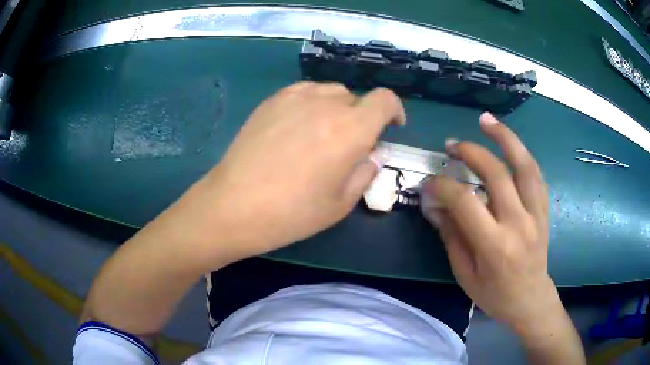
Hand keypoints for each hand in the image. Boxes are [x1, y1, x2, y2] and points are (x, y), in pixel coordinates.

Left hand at [191, 82, 404, 263]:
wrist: (234, 205)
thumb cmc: (292, 213)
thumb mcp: (341, 203)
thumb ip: (366, 172)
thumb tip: (373, 153)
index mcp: (350, 129)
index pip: (385, 100)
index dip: (393, 110)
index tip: (391, 126)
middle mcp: (326, 104)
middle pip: (356, 98)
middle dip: (361, 118)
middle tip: (348, 144)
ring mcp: (295, 98)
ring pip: (330, 92)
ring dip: (336, 109)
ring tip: (322, 134)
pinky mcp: (272, 100)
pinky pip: (304, 92)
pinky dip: (312, 104)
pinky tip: (297, 128)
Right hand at [420, 113, 555, 328]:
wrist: (530, 299)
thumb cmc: (494, 294)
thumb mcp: (464, 273)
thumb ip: (450, 235)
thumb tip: (433, 204)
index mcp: (494, 245)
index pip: (465, 201)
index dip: (442, 186)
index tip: (428, 182)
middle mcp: (518, 223)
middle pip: (496, 174)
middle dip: (470, 152)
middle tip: (451, 145)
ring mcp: (535, 213)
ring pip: (524, 165)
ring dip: (505, 138)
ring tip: (486, 120)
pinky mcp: (543, 209)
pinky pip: (535, 174)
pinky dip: (521, 154)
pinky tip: (509, 144)